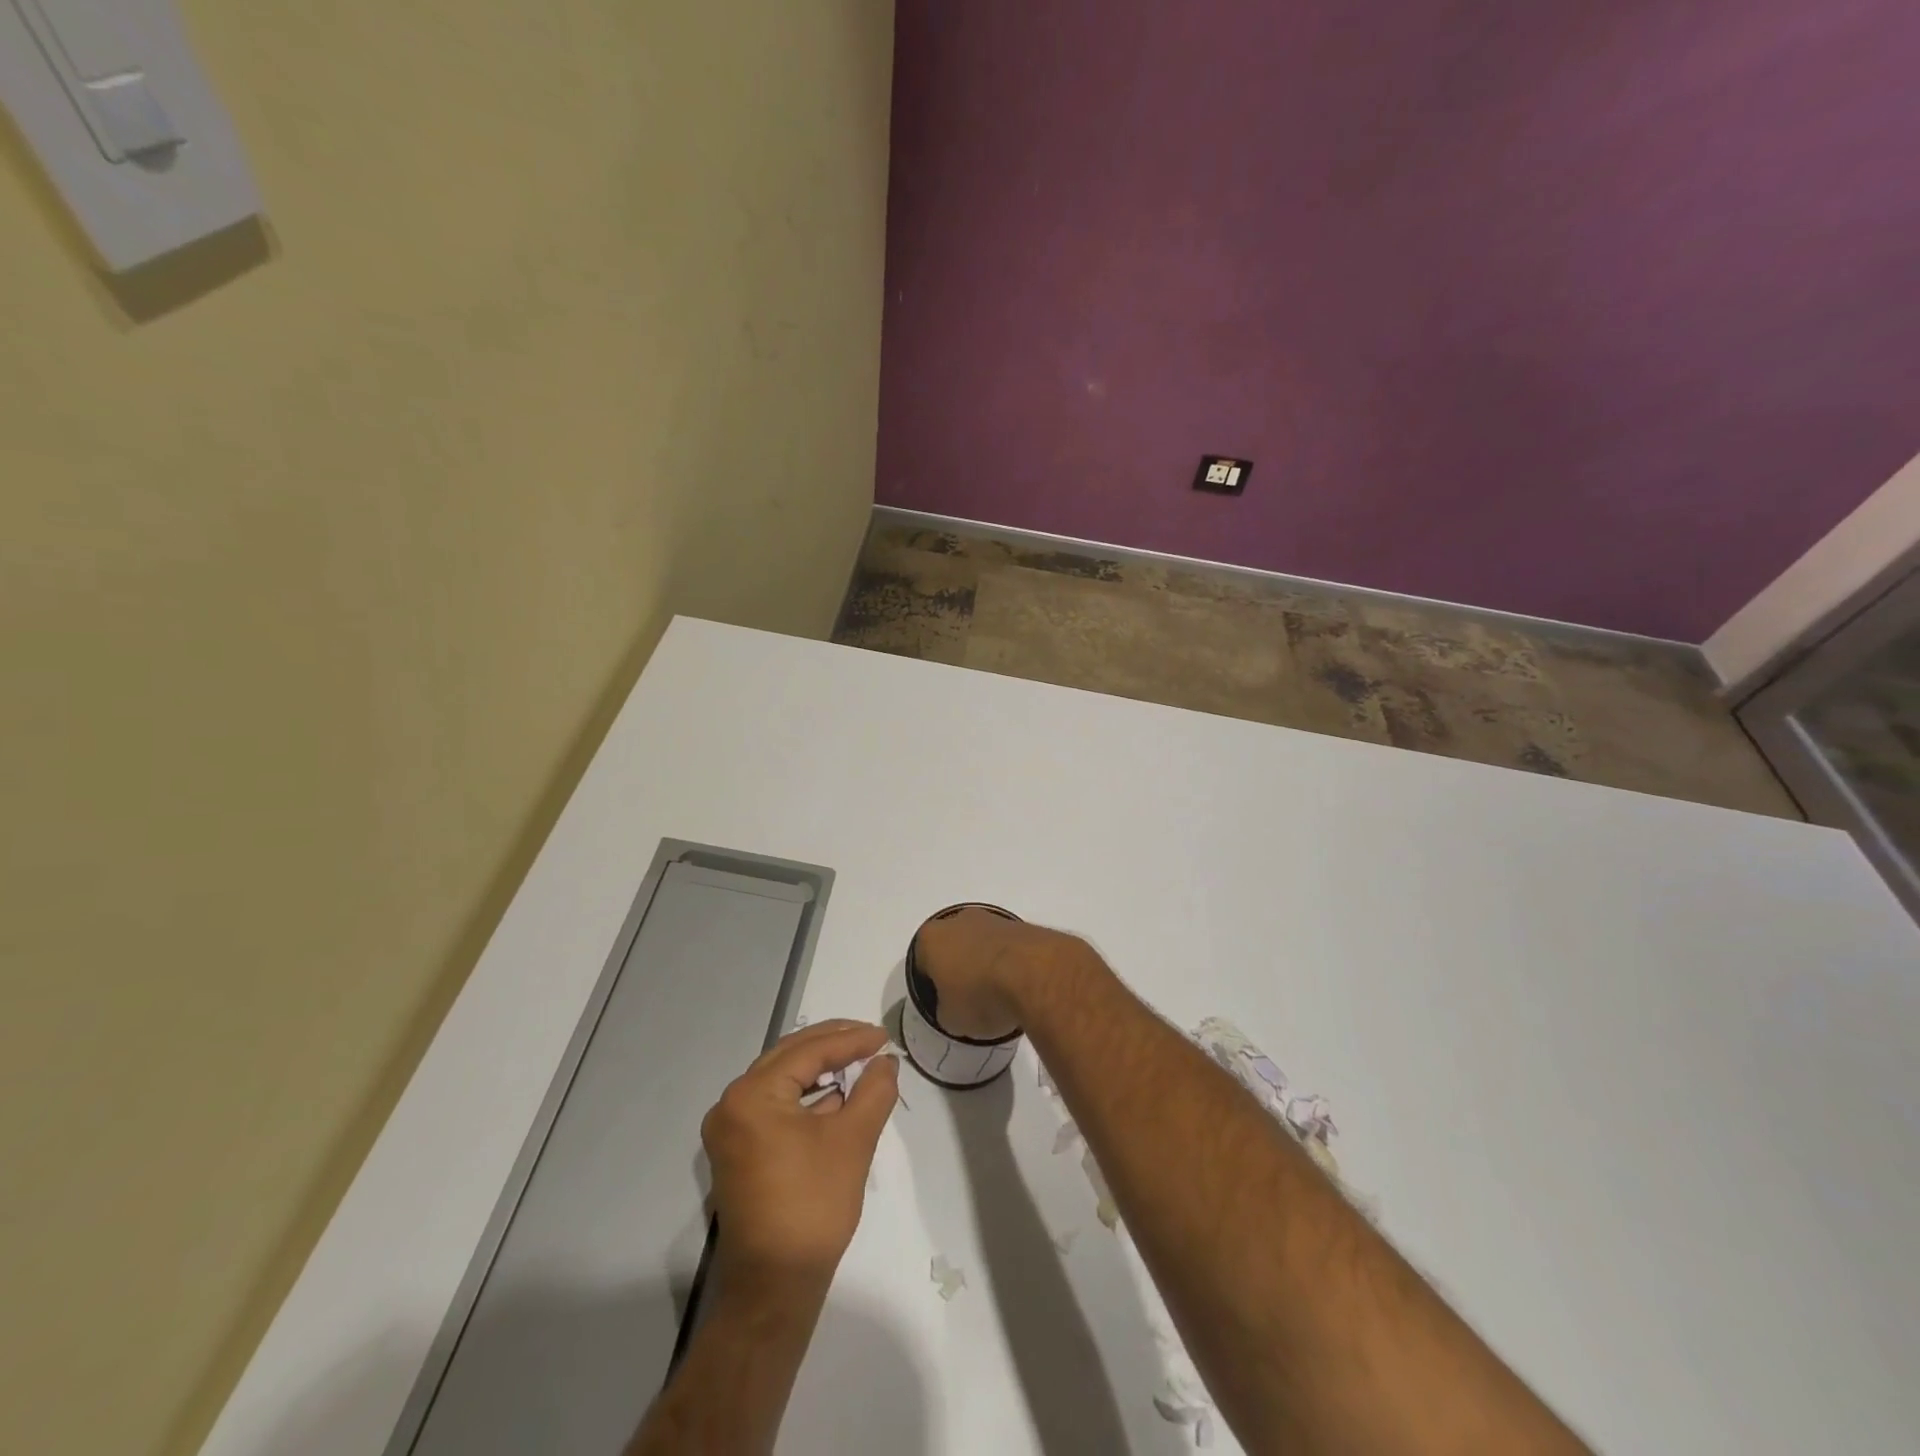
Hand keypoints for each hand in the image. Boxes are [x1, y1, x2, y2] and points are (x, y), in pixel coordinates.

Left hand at [701, 1020, 899, 1289]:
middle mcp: (732, 1104)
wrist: (776, 1286)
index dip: (851, 1040)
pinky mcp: (737, 1151)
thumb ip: (874, 1090)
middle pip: (789, 1057)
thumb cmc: (813, 1206)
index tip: (884, 1037)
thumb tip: (886, 1061)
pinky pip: (773, 1104)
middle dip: (833, 1044)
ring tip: (857, 1060)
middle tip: (871, 1038)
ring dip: (819, 1067)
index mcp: (752, 1095)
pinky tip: (835, 1095)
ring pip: (781, 1079)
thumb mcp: (854, 1139)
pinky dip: (804, 1095)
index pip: (808, 1051)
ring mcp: (730, 1129)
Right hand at [910, 908, 1088, 1039]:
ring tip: (999, 995)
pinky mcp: (1022, 925)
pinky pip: (1008, 947)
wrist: (1034, 974)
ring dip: (987, 964)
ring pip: (982, 943)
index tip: (944, 1003)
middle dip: (960, 968)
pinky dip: (1011, 962)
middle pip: (953, 946)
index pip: (922, 962)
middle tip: (970, 998)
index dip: (931, 985)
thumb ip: (946, 1011)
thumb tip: (954, 1009)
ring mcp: (992, 919)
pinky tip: (1019, 986)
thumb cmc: (980, 995)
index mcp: (931, 938)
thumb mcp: (952, 1020)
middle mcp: (959, 920)